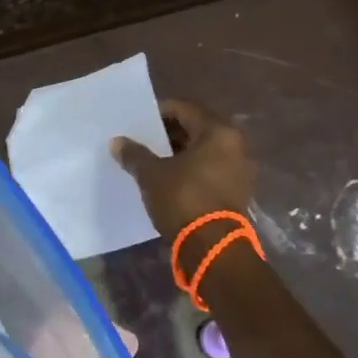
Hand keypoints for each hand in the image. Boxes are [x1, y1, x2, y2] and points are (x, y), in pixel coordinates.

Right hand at [110, 98, 256, 235]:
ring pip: (204, 150)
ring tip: (154, 160)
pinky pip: (211, 169)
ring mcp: (239, 169)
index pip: (184, 109)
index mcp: (218, 132)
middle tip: (144, 141)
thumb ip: (135, 154)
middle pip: (197, 128)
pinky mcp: (237, 191)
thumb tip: (117, 142)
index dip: (159, 113)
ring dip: (180, 152)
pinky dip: (192, 169)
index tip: (139, 123)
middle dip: (170, 134)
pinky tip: (170, 178)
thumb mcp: (152, 175)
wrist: (212, 248)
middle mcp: (235, 145)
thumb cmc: (183, 199)